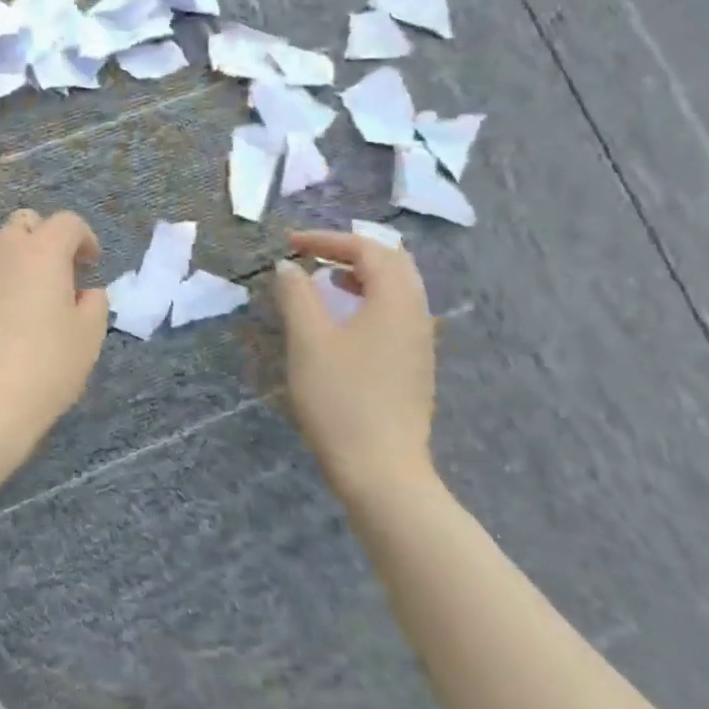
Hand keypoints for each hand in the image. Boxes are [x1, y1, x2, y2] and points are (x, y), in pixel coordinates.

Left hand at [0, 208, 108, 488]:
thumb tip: (84, 292)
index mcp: (40, 253)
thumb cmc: (42, 369)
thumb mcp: (88, 338)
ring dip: (15, 267)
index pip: (66, 222)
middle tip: (59, 277)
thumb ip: (93, 304)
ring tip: (27, 309)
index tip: (91, 266)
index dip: (84, 238)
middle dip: (44, 240)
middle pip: (23, 224)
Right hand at [271, 228, 437, 498]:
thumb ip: (296, 295)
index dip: (327, 239)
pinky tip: (344, 319)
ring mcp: (421, 342)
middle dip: (352, 250)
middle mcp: (417, 313)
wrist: (381, 469)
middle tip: (313, 255)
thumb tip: (288, 266)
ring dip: (362, 274)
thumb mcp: (308, 340)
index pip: (367, 249)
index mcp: (395, 300)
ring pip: (399, 288)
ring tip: (326, 280)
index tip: (290, 244)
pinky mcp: (415, 365)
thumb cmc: (340, 398)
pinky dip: (370, 299)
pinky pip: (398, 312)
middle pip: (393, 262)